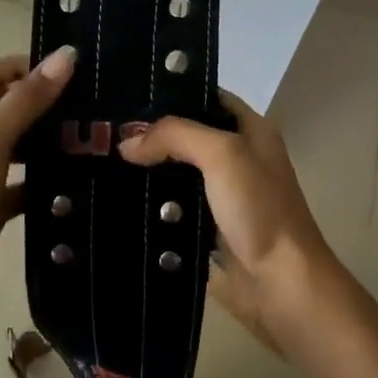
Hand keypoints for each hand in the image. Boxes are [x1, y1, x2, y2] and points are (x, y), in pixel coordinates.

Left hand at [0, 47, 74, 313]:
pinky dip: (43, 176)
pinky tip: (73, 177)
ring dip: (44, 139)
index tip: (63, 71)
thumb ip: (27, 99)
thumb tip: (66, 56)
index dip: (21, 66)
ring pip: (15, 143)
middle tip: (83, 104)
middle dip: (40, 103)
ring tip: (84, 137)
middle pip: (3, 106)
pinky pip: (21, 180)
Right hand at [118, 92, 342, 347]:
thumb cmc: (259, 209)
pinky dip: (148, 205)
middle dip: (150, 133)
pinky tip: (116, 198)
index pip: (207, 97)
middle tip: (104, 131)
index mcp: (251, 130)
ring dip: (145, 171)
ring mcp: (220, 195)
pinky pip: (170, 208)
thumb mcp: (223, 154)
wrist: (279, 284)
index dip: (172, 92)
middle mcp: (236, 157)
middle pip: (186, 135)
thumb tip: (127, 144)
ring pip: (174, 173)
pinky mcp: (205, 228)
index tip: (128, 93)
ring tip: (98, 161)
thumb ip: (175, 136)